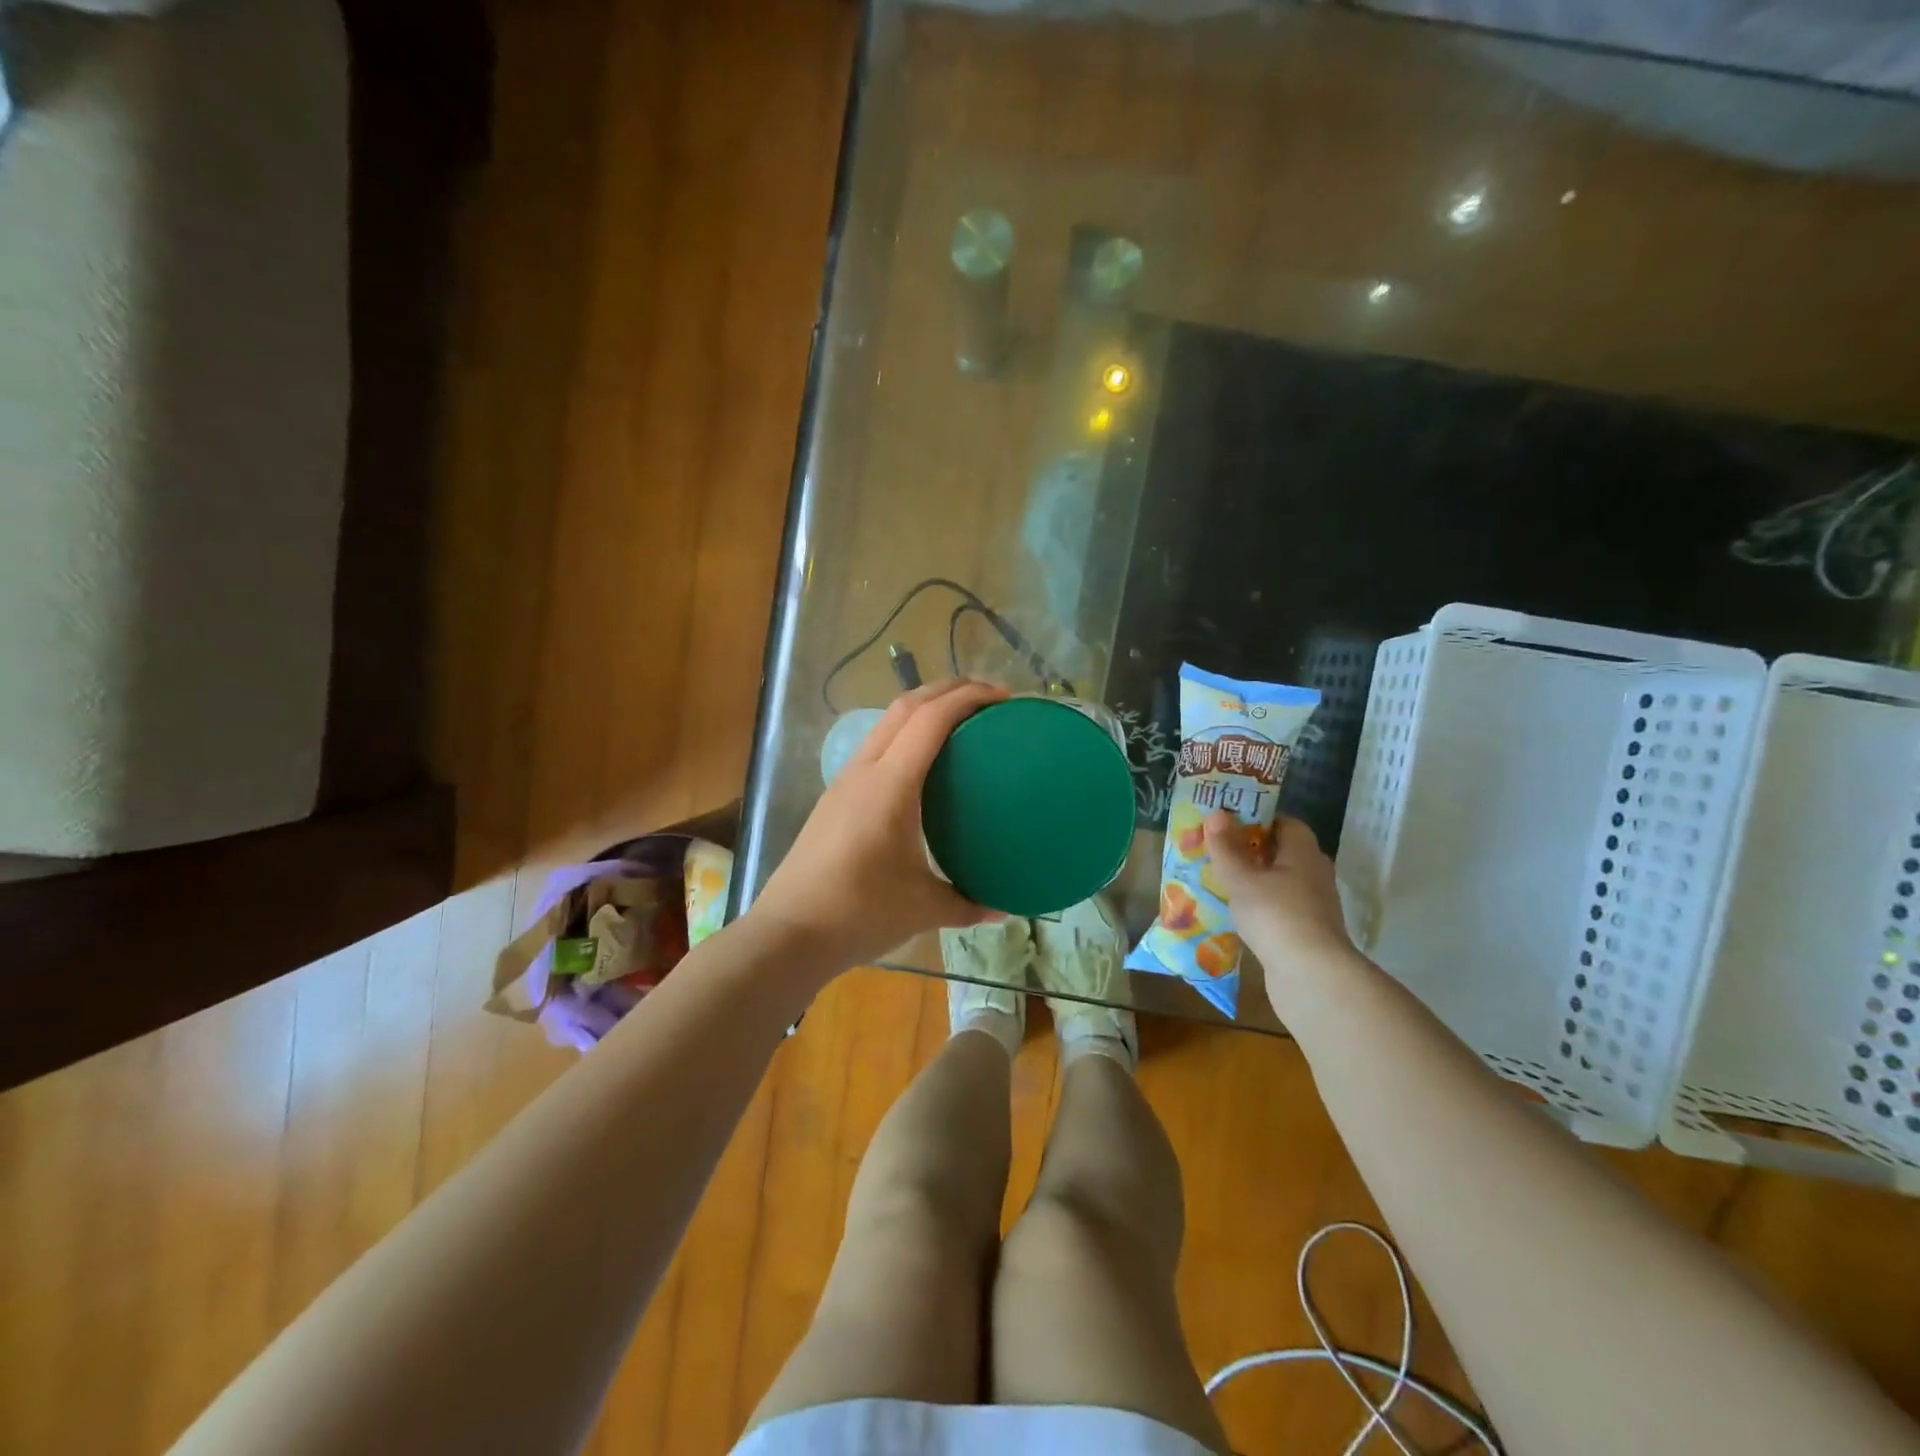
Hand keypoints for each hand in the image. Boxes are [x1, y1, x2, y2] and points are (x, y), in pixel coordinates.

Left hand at [752, 680, 1008, 970]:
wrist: (788, 933)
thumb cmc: (858, 914)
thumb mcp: (924, 908)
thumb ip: (968, 903)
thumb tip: (1005, 907)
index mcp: (890, 786)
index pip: (930, 720)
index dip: (968, 697)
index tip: (1004, 697)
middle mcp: (864, 771)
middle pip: (905, 706)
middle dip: (948, 689)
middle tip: (989, 698)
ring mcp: (844, 782)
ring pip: (886, 724)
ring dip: (923, 709)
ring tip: (960, 722)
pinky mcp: (835, 798)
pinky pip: (876, 748)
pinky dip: (905, 736)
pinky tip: (924, 766)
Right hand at [1203, 810, 1359, 994]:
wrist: (1311, 976)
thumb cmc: (1275, 915)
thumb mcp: (1241, 878)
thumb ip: (1226, 847)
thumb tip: (1216, 813)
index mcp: (1303, 852)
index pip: (1284, 822)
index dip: (1256, 819)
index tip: (1226, 824)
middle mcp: (1314, 873)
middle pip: (1280, 852)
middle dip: (1249, 850)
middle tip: (1215, 851)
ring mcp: (1313, 904)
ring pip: (1279, 881)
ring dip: (1253, 880)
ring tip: (1219, 881)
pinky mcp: (1307, 931)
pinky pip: (1279, 907)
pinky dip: (1259, 906)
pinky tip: (1235, 913)